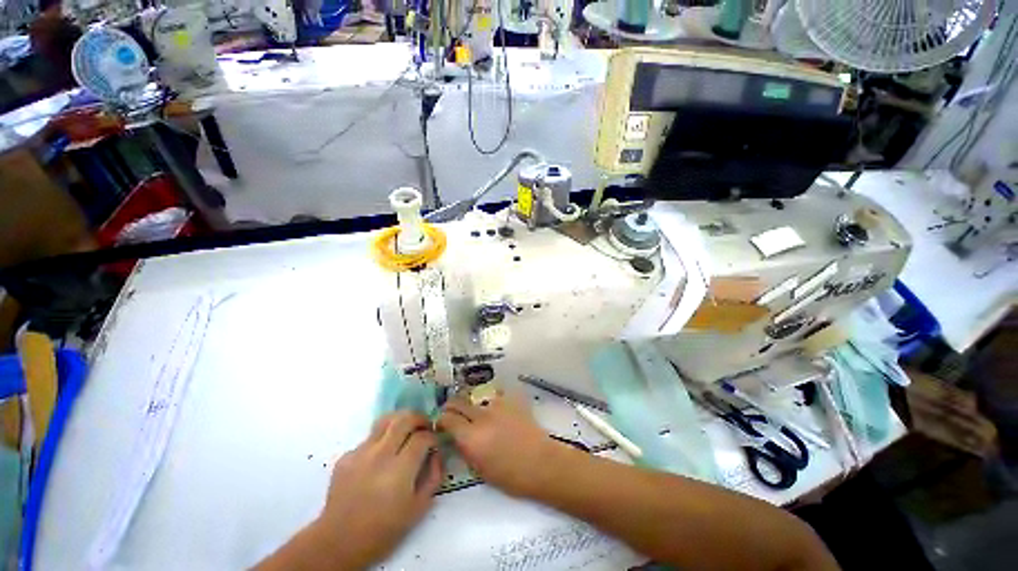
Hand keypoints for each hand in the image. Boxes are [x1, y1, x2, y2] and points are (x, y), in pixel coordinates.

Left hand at [314, 411, 442, 568]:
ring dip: (401, 420)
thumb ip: (434, 476)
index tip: (435, 444)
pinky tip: (381, 457)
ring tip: (406, 430)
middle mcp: (380, 454)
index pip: (423, 437)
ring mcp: (360, 453)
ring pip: (385, 420)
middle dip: (420, 418)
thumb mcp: (419, 507)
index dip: (433, 437)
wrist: (339, 542)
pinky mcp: (346, 456)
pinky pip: (369, 438)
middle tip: (425, 427)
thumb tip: (436, 453)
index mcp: (399, 469)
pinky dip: (382, 440)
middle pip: (405, 419)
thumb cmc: (384, 529)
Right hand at [437, 394, 566, 496]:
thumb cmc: (510, 476)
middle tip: (452, 413)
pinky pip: (494, 397)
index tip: (440, 424)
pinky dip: (490, 403)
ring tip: (477, 415)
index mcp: (471, 437)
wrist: (541, 463)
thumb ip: (465, 448)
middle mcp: (481, 416)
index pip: (446, 419)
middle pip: (458, 402)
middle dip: (451, 407)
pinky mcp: (510, 400)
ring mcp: (497, 405)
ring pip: (476, 400)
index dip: (440, 420)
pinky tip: (495, 412)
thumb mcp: (480, 469)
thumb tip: (456, 436)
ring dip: (472, 406)